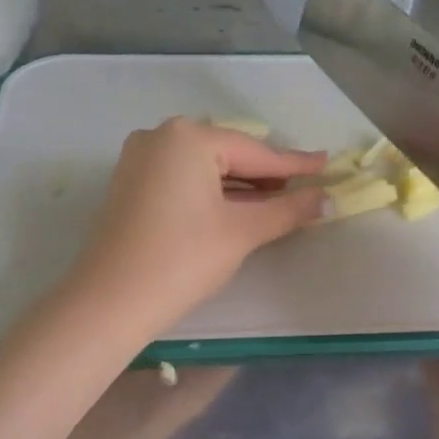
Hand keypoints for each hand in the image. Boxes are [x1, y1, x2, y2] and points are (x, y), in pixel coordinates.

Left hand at [63, 118, 326, 340]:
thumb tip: (327, 199)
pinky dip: (211, 192)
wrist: (111, 301)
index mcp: (189, 137)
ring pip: (204, 168)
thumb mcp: (241, 232)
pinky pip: (182, 180)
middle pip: (228, 155)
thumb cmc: (183, 259)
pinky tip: (235, 207)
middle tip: (305, 187)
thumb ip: (287, 210)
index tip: (326, 165)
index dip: (294, 165)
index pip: (255, 152)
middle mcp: (160, 136)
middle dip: (265, 176)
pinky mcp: (130, 184)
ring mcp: (139, 159)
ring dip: (239, 186)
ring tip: (278, 201)